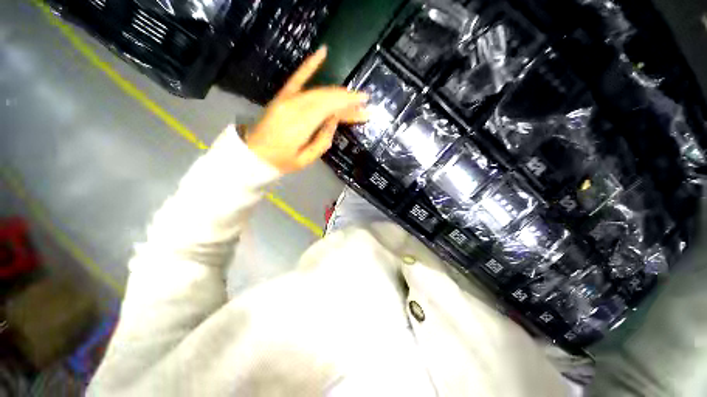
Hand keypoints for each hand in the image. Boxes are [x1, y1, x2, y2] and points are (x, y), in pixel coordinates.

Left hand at [246, 47, 368, 172]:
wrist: (254, 154)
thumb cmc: (282, 161)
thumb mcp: (305, 159)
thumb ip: (322, 140)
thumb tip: (335, 120)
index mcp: (301, 125)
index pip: (330, 110)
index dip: (349, 107)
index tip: (365, 108)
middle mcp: (295, 107)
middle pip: (327, 99)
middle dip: (348, 99)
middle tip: (364, 102)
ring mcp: (287, 99)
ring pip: (319, 90)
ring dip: (338, 92)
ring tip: (353, 95)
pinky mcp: (283, 96)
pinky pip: (297, 77)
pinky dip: (310, 65)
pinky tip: (322, 52)